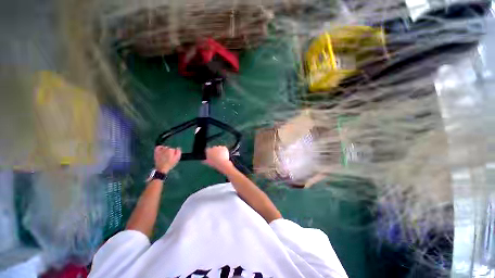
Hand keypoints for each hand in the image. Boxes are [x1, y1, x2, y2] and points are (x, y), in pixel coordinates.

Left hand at [154, 146, 180, 172]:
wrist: (162, 168)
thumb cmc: (170, 163)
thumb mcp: (177, 158)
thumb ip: (178, 152)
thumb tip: (178, 148)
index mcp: (171, 150)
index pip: (174, 149)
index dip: (174, 153)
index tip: (173, 156)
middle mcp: (165, 149)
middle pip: (169, 148)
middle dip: (170, 151)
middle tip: (169, 156)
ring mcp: (160, 150)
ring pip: (164, 147)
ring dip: (166, 150)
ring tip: (166, 155)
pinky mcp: (156, 152)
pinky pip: (158, 147)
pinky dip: (160, 147)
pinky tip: (162, 149)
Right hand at [203, 146, 233, 172]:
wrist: (222, 163)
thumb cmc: (214, 164)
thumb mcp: (208, 163)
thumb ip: (205, 161)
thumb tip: (202, 161)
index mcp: (208, 151)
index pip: (208, 149)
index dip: (210, 152)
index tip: (212, 155)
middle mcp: (213, 147)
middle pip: (214, 148)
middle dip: (215, 151)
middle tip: (217, 156)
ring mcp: (219, 147)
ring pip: (219, 148)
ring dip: (220, 150)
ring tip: (221, 156)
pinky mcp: (224, 147)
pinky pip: (224, 148)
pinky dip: (224, 151)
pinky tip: (224, 155)